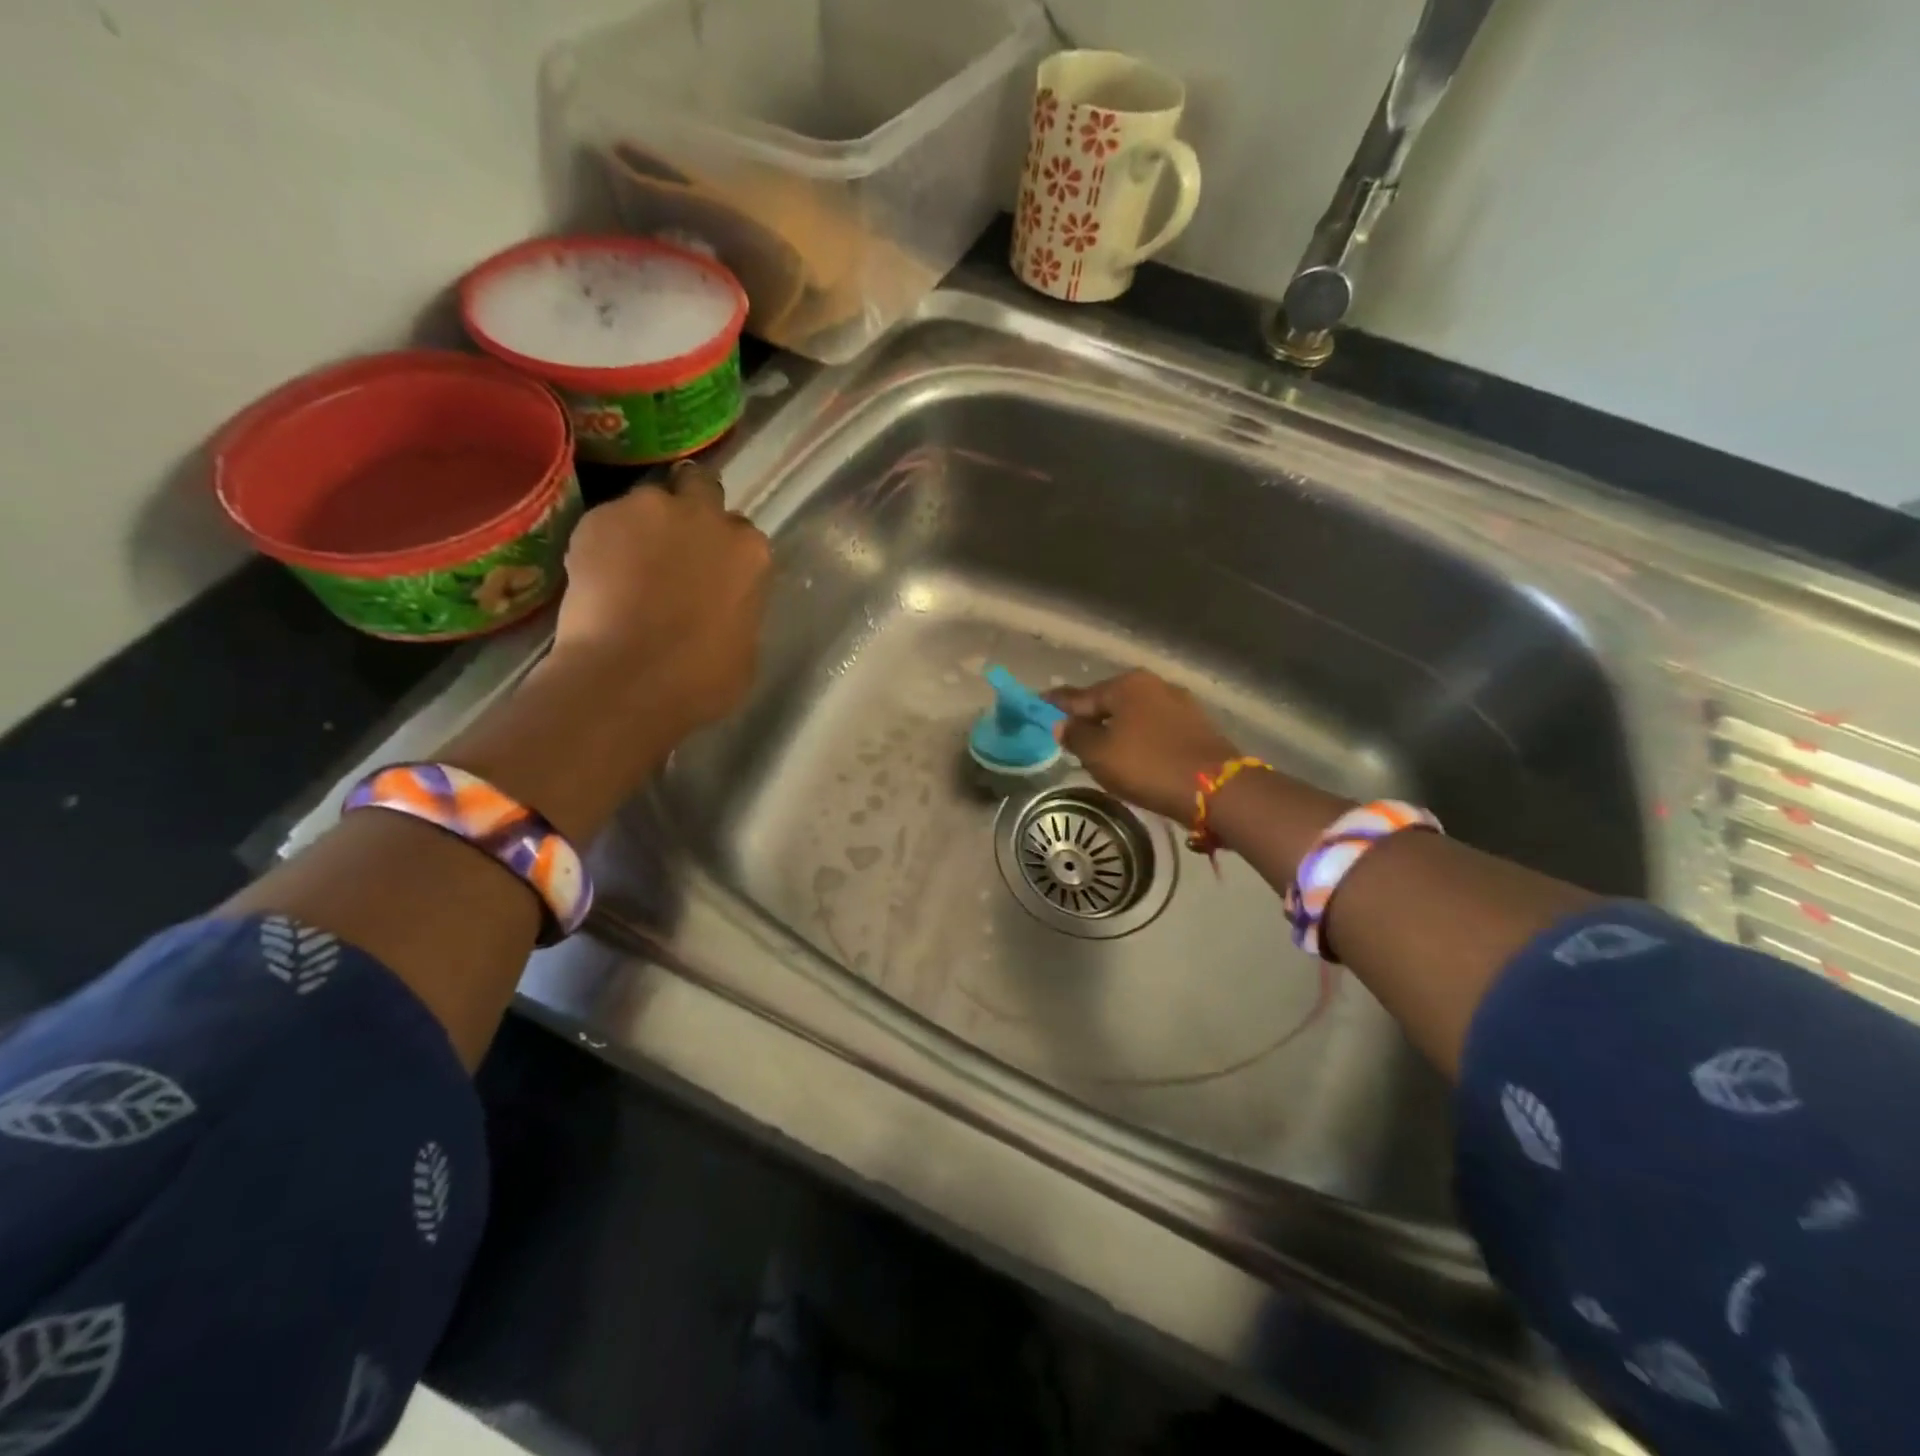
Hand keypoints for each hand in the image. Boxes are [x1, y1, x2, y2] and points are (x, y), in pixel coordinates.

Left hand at [549, 459, 771, 735]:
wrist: (626, 681)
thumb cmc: (701, 680)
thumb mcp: (745, 649)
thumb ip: (737, 610)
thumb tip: (720, 607)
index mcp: (749, 551)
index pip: (742, 534)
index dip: (724, 551)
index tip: (712, 573)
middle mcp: (705, 516)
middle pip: (700, 488)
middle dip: (690, 509)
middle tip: (673, 548)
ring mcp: (649, 510)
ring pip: (649, 503)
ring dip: (643, 525)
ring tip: (626, 565)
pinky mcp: (597, 518)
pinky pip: (606, 522)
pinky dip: (603, 542)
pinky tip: (596, 578)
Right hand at [1049, 670, 1242, 824]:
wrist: (1216, 789)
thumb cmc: (1148, 766)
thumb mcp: (1100, 755)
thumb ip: (1076, 737)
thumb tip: (1063, 724)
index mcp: (1127, 685)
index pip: (1081, 695)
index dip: (1058, 704)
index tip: (1040, 704)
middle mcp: (1155, 685)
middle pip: (1111, 702)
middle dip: (1091, 716)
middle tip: (1071, 734)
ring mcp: (1181, 704)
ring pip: (1135, 715)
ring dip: (1117, 729)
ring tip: (1102, 748)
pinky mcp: (1198, 726)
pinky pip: (1156, 728)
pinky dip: (1140, 738)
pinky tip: (1135, 754)